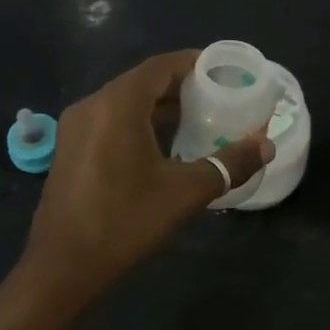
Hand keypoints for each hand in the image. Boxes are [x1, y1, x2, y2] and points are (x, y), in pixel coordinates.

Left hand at [20, 50, 273, 307]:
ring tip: (199, 120)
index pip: (161, 66)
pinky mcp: (70, 149)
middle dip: (181, 86)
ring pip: (125, 103)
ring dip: (160, 107)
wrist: (62, 266)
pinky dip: (140, 123)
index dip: (194, 63)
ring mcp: (76, 127)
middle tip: (219, 98)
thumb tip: (266, 146)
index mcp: (117, 105)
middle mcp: (92, 105)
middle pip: (143, 81)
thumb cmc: (125, 221)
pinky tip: (164, 147)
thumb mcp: (184, 192)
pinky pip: (111, 121)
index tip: (224, 71)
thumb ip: (229, 164)